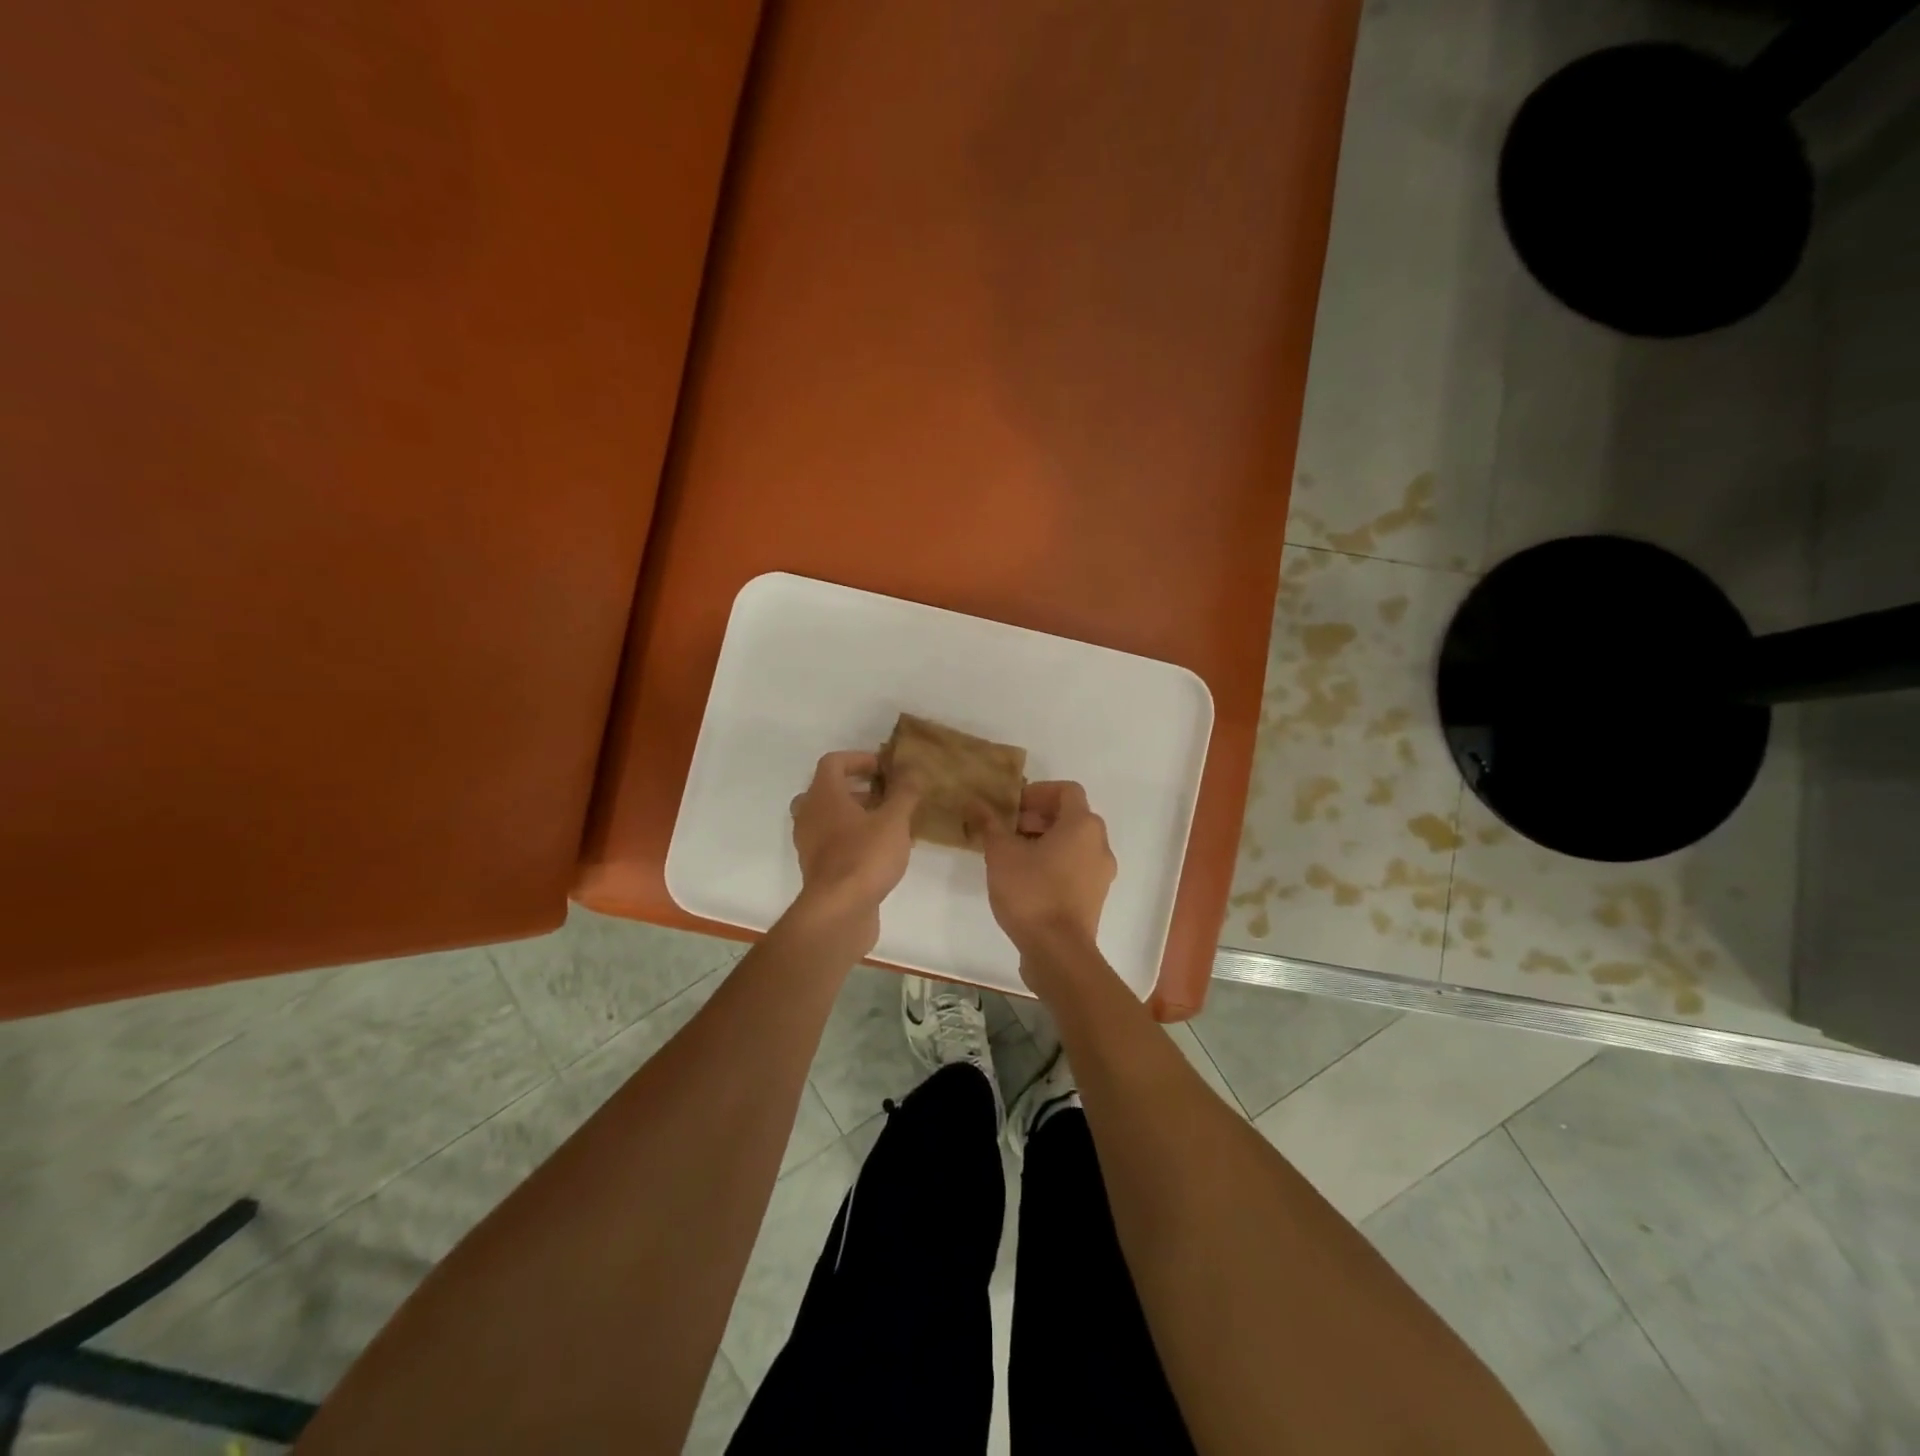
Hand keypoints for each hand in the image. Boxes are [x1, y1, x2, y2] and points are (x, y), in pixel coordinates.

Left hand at [789, 750, 920, 945]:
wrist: (839, 911)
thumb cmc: (865, 856)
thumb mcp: (894, 820)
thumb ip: (904, 793)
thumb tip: (911, 771)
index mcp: (823, 796)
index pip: (833, 762)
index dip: (859, 759)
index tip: (884, 769)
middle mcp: (810, 815)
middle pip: (827, 790)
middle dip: (857, 789)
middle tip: (885, 795)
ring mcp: (810, 844)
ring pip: (829, 818)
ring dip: (856, 815)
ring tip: (889, 824)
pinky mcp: (817, 869)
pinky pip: (833, 843)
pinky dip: (853, 839)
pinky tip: (882, 851)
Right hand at [972, 781, 1115, 955]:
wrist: (1058, 952)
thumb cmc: (1031, 893)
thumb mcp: (1001, 855)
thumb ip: (990, 824)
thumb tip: (975, 803)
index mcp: (1082, 826)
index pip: (1066, 790)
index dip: (1038, 792)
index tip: (1013, 807)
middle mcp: (1099, 844)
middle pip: (1071, 816)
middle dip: (1038, 817)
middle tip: (1008, 829)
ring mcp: (1101, 873)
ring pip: (1074, 843)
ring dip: (1045, 840)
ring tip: (1013, 855)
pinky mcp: (1094, 896)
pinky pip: (1076, 866)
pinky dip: (1054, 862)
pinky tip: (1026, 879)